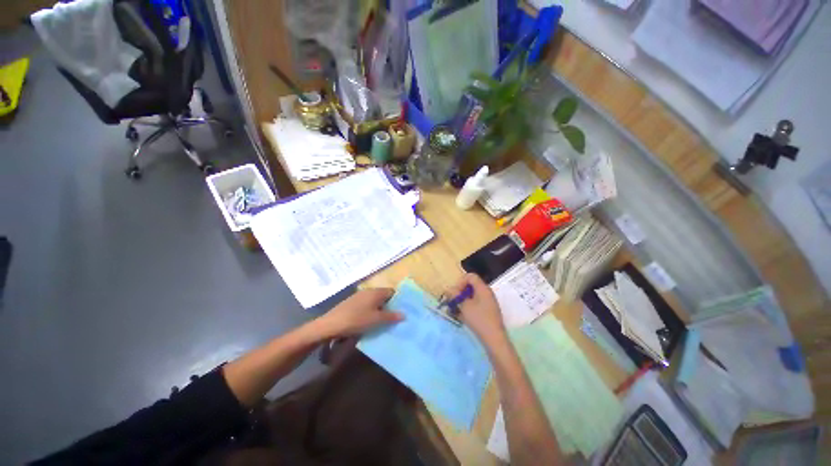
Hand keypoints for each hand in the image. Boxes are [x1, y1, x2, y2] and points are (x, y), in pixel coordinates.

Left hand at [318, 288, 403, 337]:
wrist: (330, 324)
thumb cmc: (356, 320)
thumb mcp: (376, 320)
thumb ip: (391, 316)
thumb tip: (404, 314)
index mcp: (376, 292)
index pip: (392, 292)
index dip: (398, 300)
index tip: (402, 311)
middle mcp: (368, 291)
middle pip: (383, 296)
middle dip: (389, 306)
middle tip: (394, 318)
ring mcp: (359, 296)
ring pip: (374, 301)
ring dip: (380, 309)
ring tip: (383, 322)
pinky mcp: (352, 302)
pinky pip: (367, 304)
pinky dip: (371, 311)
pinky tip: (369, 321)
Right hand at [448, 273, 506, 346]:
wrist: (494, 339)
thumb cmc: (479, 319)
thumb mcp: (464, 306)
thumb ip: (456, 296)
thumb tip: (449, 289)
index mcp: (483, 288)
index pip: (470, 276)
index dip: (460, 282)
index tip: (455, 293)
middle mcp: (487, 292)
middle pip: (471, 286)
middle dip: (460, 292)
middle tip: (453, 301)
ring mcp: (489, 302)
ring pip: (473, 296)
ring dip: (463, 301)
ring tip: (456, 310)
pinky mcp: (489, 311)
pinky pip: (477, 304)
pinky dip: (469, 307)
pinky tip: (463, 317)